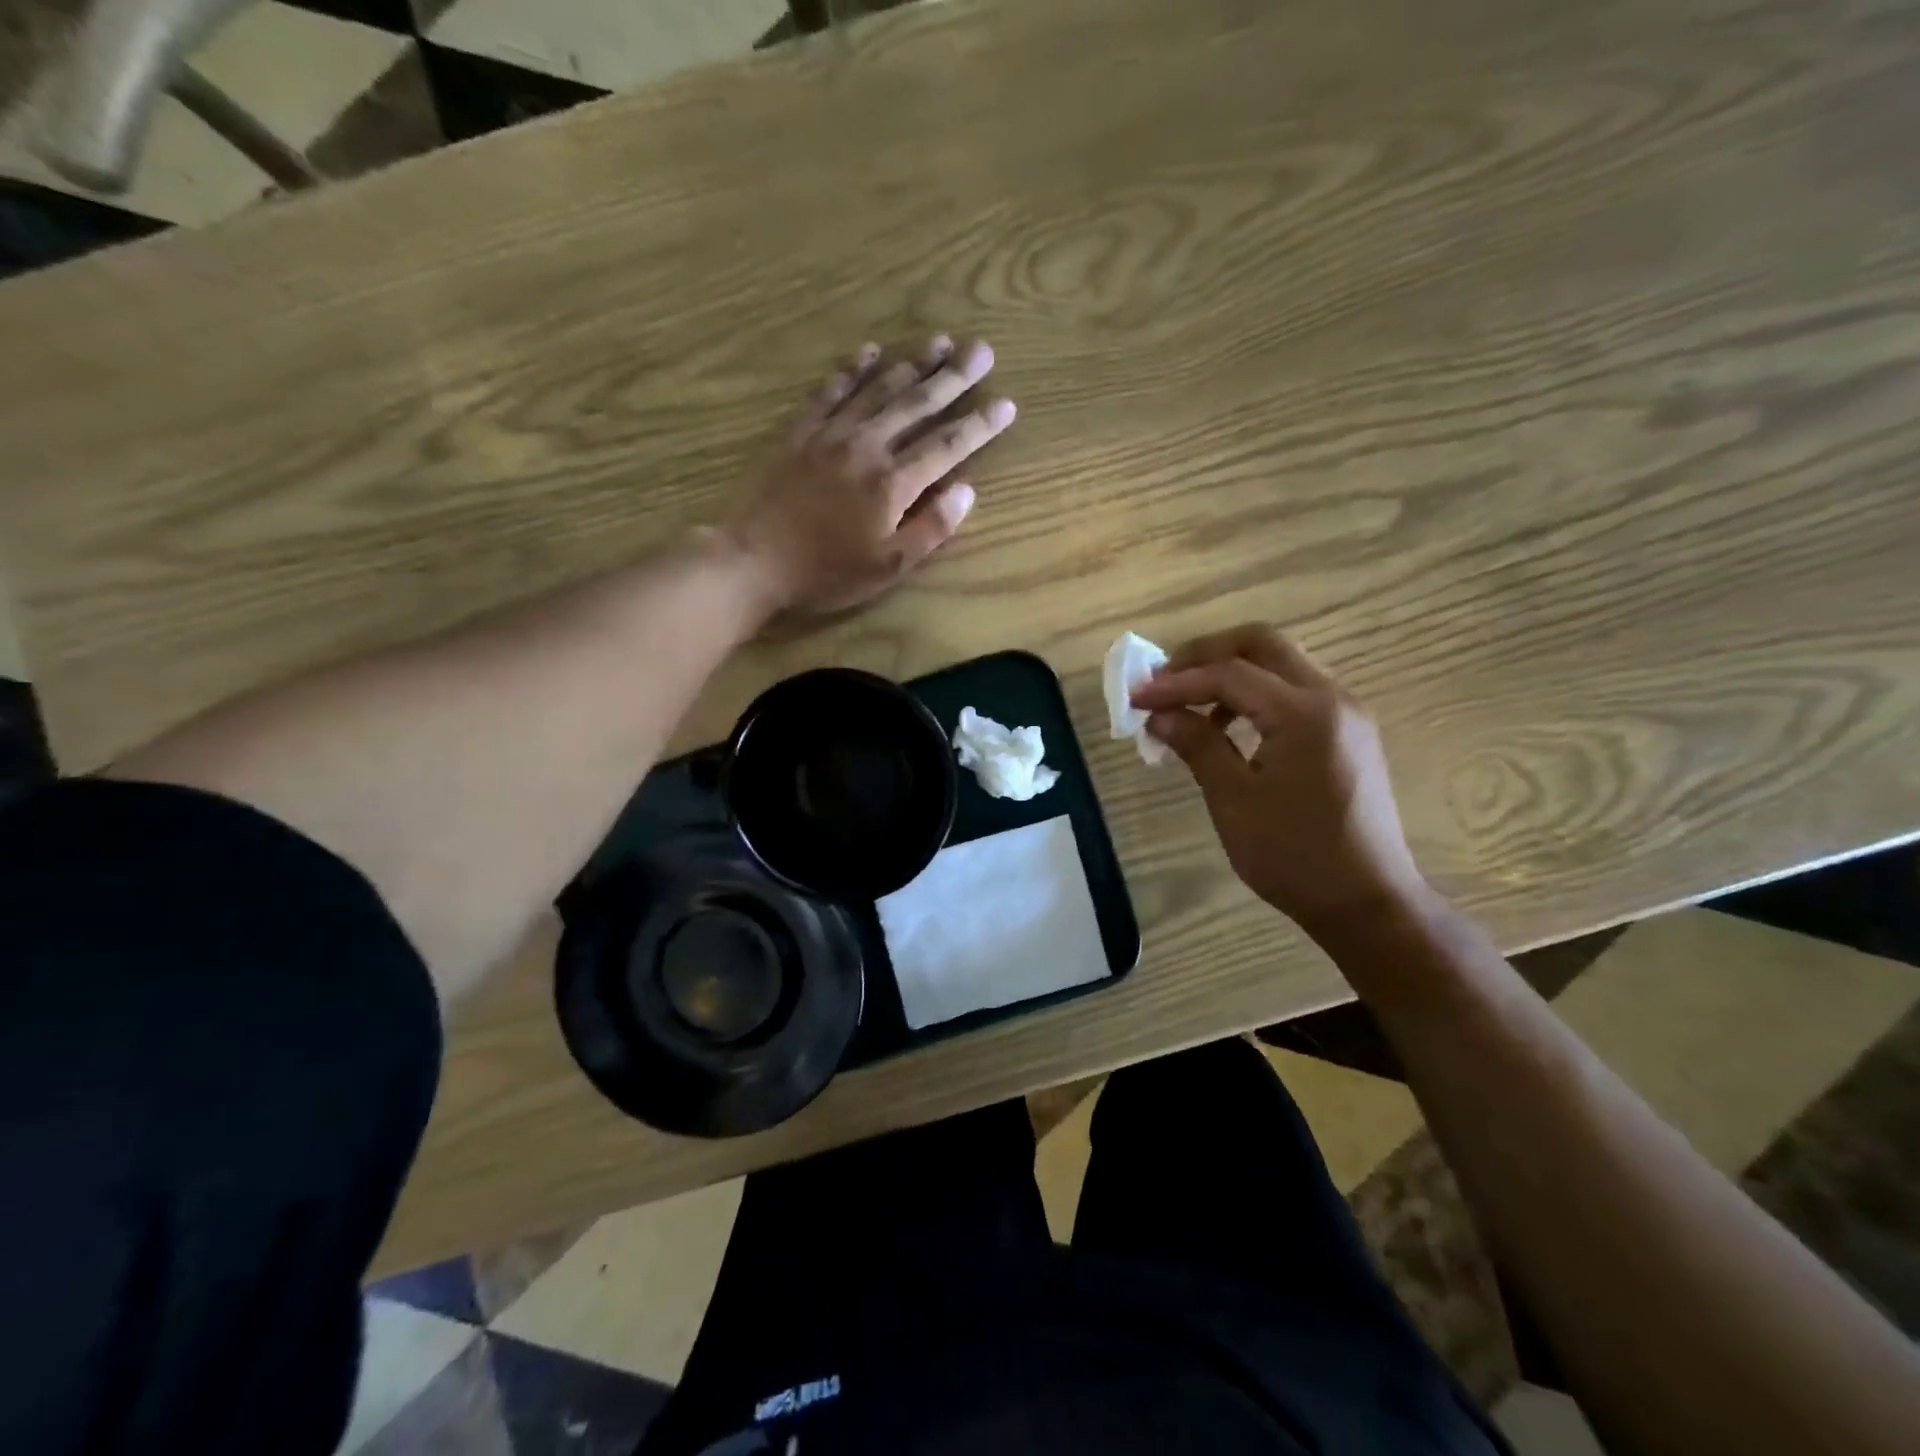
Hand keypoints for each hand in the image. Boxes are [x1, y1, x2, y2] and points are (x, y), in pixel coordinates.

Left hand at [727, 337, 1014, 615]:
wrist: (755, 560)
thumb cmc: (827, 572)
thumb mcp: (888, 567)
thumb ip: (930, 529)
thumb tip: (966, 491)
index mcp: (893, 483)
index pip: (946, 446)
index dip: (979, 425)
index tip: (1006, 404)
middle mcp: (867, 446)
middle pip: (917, 404)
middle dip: (953, 377)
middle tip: (981, 350)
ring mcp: (831, 434)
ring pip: (879, 389)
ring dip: (912, 364)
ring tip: (939, 342)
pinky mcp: (800, 432)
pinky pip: (831, 391)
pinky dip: (853, 369)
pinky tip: (870, 352)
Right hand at [1129, 623, 1427, 936]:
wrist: (1367, 903)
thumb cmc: (1295, 856)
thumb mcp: (1234, 800)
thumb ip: (1197, 745)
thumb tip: (1159, 714)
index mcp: (1305, 713)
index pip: (1229, 673)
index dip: (1176, 682)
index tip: (1135, 697)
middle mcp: (1332, 698)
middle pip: (1262, 644)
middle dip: (1206, 654)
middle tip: (1164, 679)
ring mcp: (1346, 713)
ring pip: (1280, 664)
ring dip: (1229, 672)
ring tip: (1187, 705)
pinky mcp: (1348, 732)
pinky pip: (1294, 692)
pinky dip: (1254, 695)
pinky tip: (1226, 727)